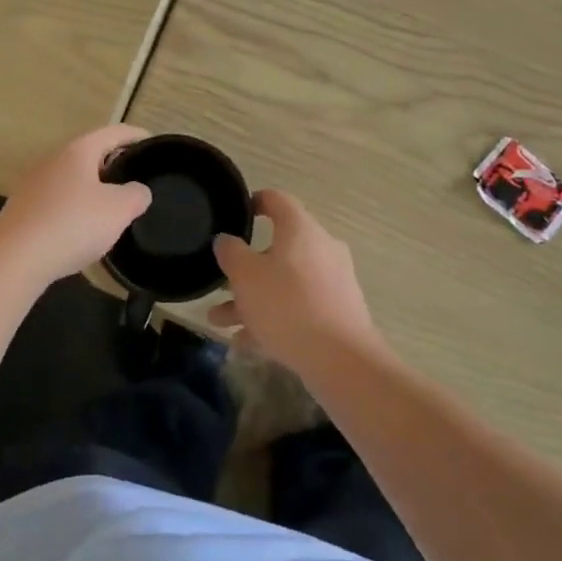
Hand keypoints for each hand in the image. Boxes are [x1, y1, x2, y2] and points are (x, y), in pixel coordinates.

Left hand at [0, 125, 152, 287]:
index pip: (113, 133)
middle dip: (113, 163)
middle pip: (89, 154)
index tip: (152, 143)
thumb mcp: (118, 210)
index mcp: (78, 151)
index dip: (135, 135)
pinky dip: (75, 208)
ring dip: (92, 187)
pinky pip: (57, 201)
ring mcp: (34, 184)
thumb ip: (136, 195)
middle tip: (135, 177)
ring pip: (72, 178)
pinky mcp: (23, 209)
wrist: (14, 258)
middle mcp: (53, 160)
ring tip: (112, 206)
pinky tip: (82, 229)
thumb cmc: (72, 224)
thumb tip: (137, 191)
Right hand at [210, 190, 379, 373]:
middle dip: (244, 269)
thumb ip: (231, 252)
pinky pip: (298, 308)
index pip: (277, 200)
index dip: (255, 202)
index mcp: (301, 229)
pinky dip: (273, 319)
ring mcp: (333, 282)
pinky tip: (246, 343)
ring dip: (252, 299)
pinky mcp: (338, 313)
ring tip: (220, 321)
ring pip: (284, 283)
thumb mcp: (245, 275)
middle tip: (220, 282)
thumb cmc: (287, 305)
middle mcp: (321, 248)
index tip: (236, 212)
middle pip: (277, 249)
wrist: (341, 360)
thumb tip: (226, 240)